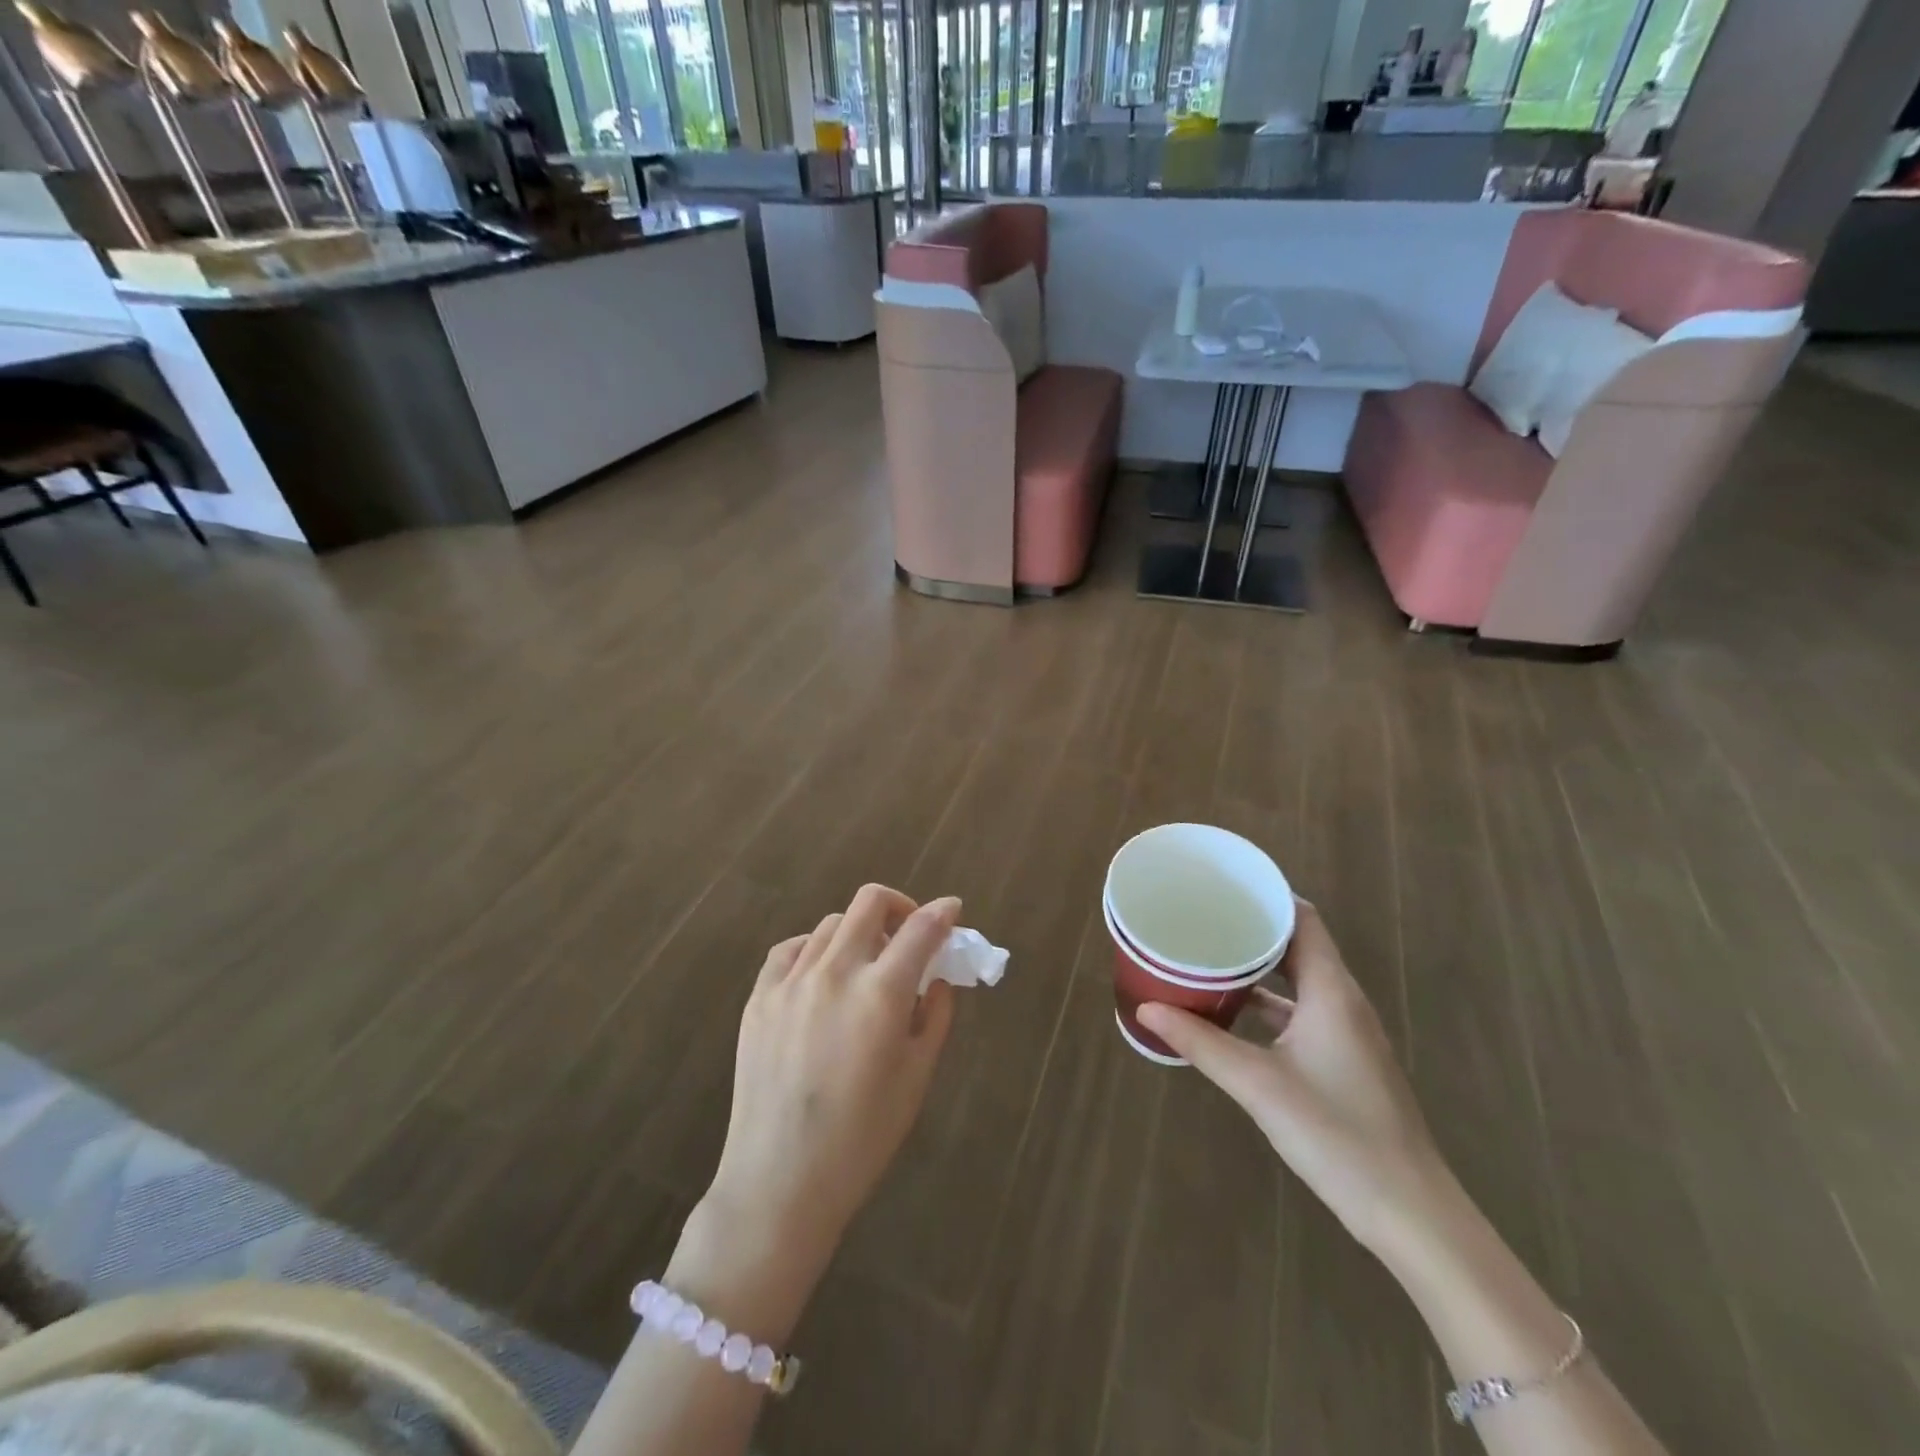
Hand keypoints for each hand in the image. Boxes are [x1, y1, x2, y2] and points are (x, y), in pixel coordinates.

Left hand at [699, 885, 959, 1269]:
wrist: (780, 1181)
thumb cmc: (862, 1137)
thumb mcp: (917, 1077)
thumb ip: (936, 1016)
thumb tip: (937, 978)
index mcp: (881, 993)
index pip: (921, 929)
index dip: (944, 913)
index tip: (953, 911)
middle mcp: (835, 972)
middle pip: (870, 902)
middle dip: (900, 906)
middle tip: (910, 934)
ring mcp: (791, 981)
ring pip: (832, 923)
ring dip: (859, 932)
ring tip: (866, 965)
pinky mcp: (759, 997)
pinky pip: (791, 949)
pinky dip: (815, 949)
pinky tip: (822, 975)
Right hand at [1137, 900, 1446, 1255]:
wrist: (1410, 1213)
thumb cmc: (1337, 1134)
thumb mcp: (1258, 1084)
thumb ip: (1201, 1043)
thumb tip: (1146, 1009)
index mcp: (1332, 991)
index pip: (1303, 918)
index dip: (1267, 895)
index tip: (1222, 885)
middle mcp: (1343, 1002)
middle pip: (1298, 945)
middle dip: (1253, 928)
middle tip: (1204, 917)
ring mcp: (1347, 1033)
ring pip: (1299, 980)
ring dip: (1259, 966)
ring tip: (1210, 956)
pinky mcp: (1345, 1060)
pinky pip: (1302, 1011)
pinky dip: (1269, 1002)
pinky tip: (1234, 1014)